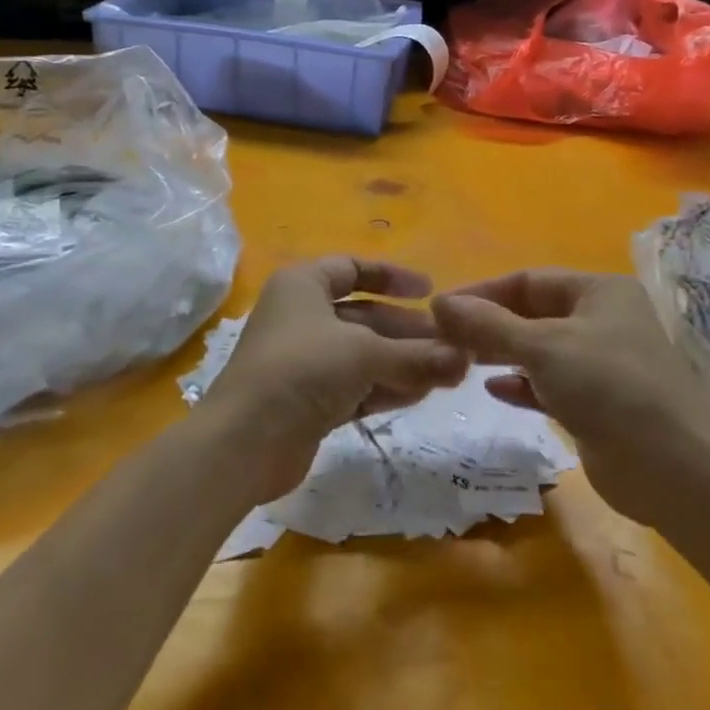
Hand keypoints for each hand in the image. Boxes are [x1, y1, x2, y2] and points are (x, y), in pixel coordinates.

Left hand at [197, 257, 470, 502]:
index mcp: (304, 284)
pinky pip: (354, 385)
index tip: (430, 291)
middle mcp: (301, 315)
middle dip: (407, 329)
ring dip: (402, 361)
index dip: (393, 276)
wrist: (245, 442)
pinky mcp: (308, 400)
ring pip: (362, 353)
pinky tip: (419, 394)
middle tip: (451, 343)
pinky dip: (384, 387)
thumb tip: (465, 358)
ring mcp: (304, 360)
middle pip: (364, 314)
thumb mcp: (365, 354)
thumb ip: (417, 355)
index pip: (353, 268)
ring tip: (447, 372)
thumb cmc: (303, 370)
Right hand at [432, 269, 709, 528]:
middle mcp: (603, 321)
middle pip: (534, 314)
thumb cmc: (610, 386)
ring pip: (541, 351)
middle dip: (490, 325)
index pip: (529, 280)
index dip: (483, 291)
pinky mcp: (598, 406)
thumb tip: (439, 302)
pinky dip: (523, 385)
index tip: (441, 308)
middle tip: (445, 338)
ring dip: (503, 354)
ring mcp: (602, 366)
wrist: (677, 469)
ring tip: (461, 361)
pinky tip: (494, 390)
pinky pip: (550, 386)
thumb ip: (488, 325)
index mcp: (600, 291)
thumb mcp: (544, 346)